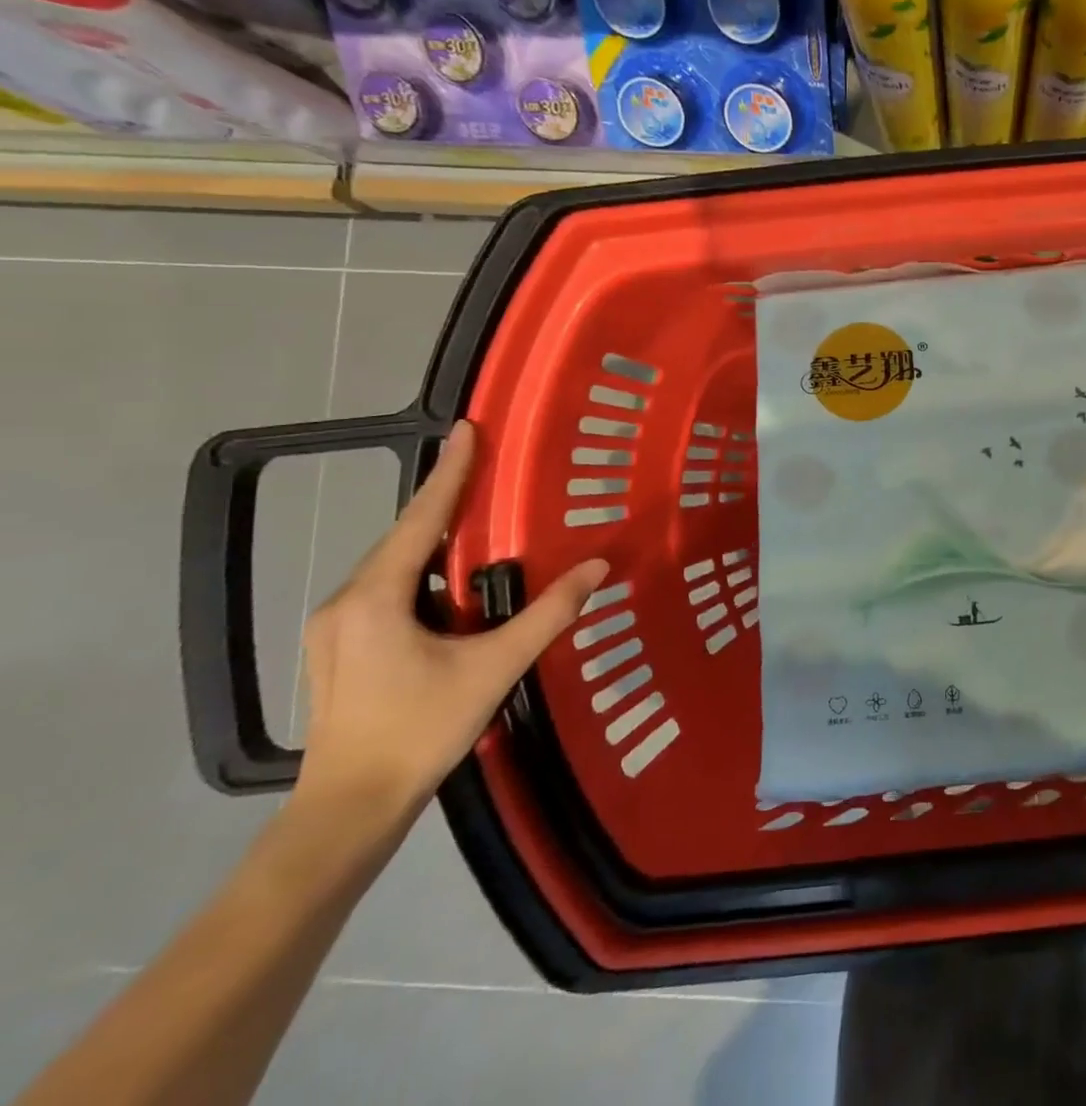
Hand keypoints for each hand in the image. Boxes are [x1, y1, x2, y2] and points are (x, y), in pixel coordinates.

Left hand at [295, 421, 607, 826]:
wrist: (349, 808)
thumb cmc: (420, 730)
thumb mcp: (493, 668)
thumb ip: (548, 613)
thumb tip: (598, 568)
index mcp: (377, 598)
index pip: (421, 518)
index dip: (449, 471)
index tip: (467, 429)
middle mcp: (347, 601)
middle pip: (404, 537)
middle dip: (444, 503)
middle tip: (484, 470)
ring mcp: (337, 627)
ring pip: (395, 567)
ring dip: (436, 544)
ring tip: (477, 527)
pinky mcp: (341, 649)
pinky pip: (388, 591)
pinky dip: (424, 575)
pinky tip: (453, 590)